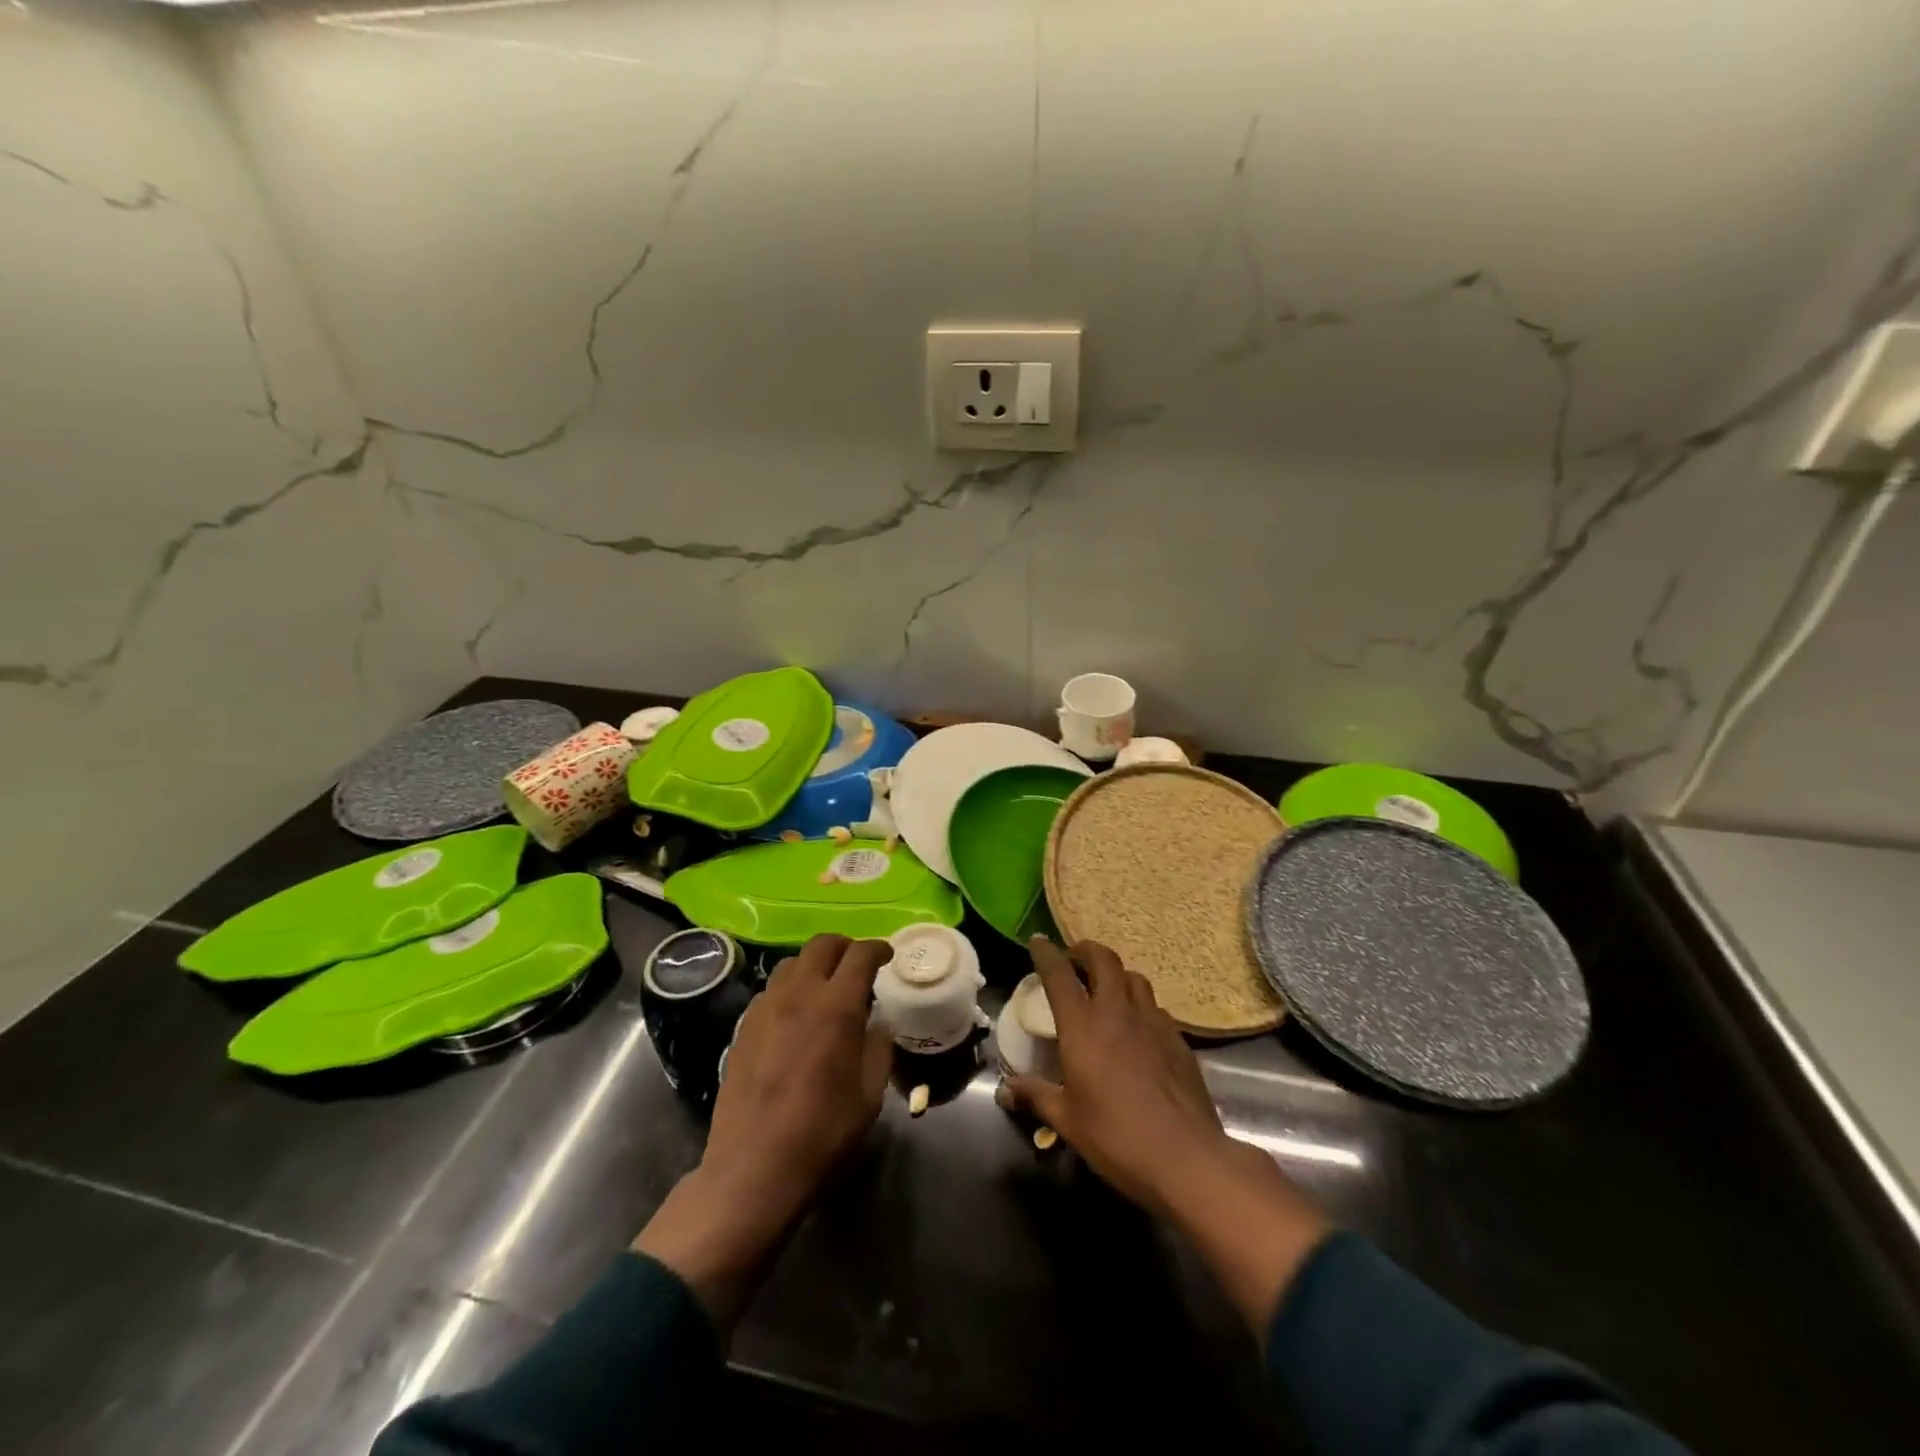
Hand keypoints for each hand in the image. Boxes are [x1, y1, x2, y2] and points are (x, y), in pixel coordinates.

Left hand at [635, 934, 892, 1328]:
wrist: (753, 1168)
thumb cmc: (822, 1133)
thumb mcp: (869, 1094)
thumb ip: (878, 1048)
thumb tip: (877, 1025)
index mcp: (836, 1007)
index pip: (860, 954)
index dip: (878, 948)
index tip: (887, 955)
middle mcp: (798, 994)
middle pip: (822, 944)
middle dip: (845, 946)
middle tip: (858, 964)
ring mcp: (765, 1008)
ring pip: (792, 963)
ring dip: (814, 965)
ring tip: (826, 988)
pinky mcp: (743, 1027)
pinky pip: (771, 990)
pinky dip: (790, 989)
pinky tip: (796, 1016)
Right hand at [1002, 937, 1331, 1332]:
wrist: (1186, 1158)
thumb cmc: (1117, 1137)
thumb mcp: (1067, 1121)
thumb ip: (1035, 1097)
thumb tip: (1004, 1091)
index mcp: (1083, 1026)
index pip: (1060, 975)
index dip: (1046, 954)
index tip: (1038, 942)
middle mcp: (1118, 1012)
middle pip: (1104, 960)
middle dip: (1086, 950)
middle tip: (1074, 958)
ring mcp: (1153, 1022)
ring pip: (1134, 978)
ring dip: (1116, 974)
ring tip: (1106, 988)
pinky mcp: (1178, 1039)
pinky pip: (1155, 1007)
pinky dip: (1140, 1005)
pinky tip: (1137, 1028)